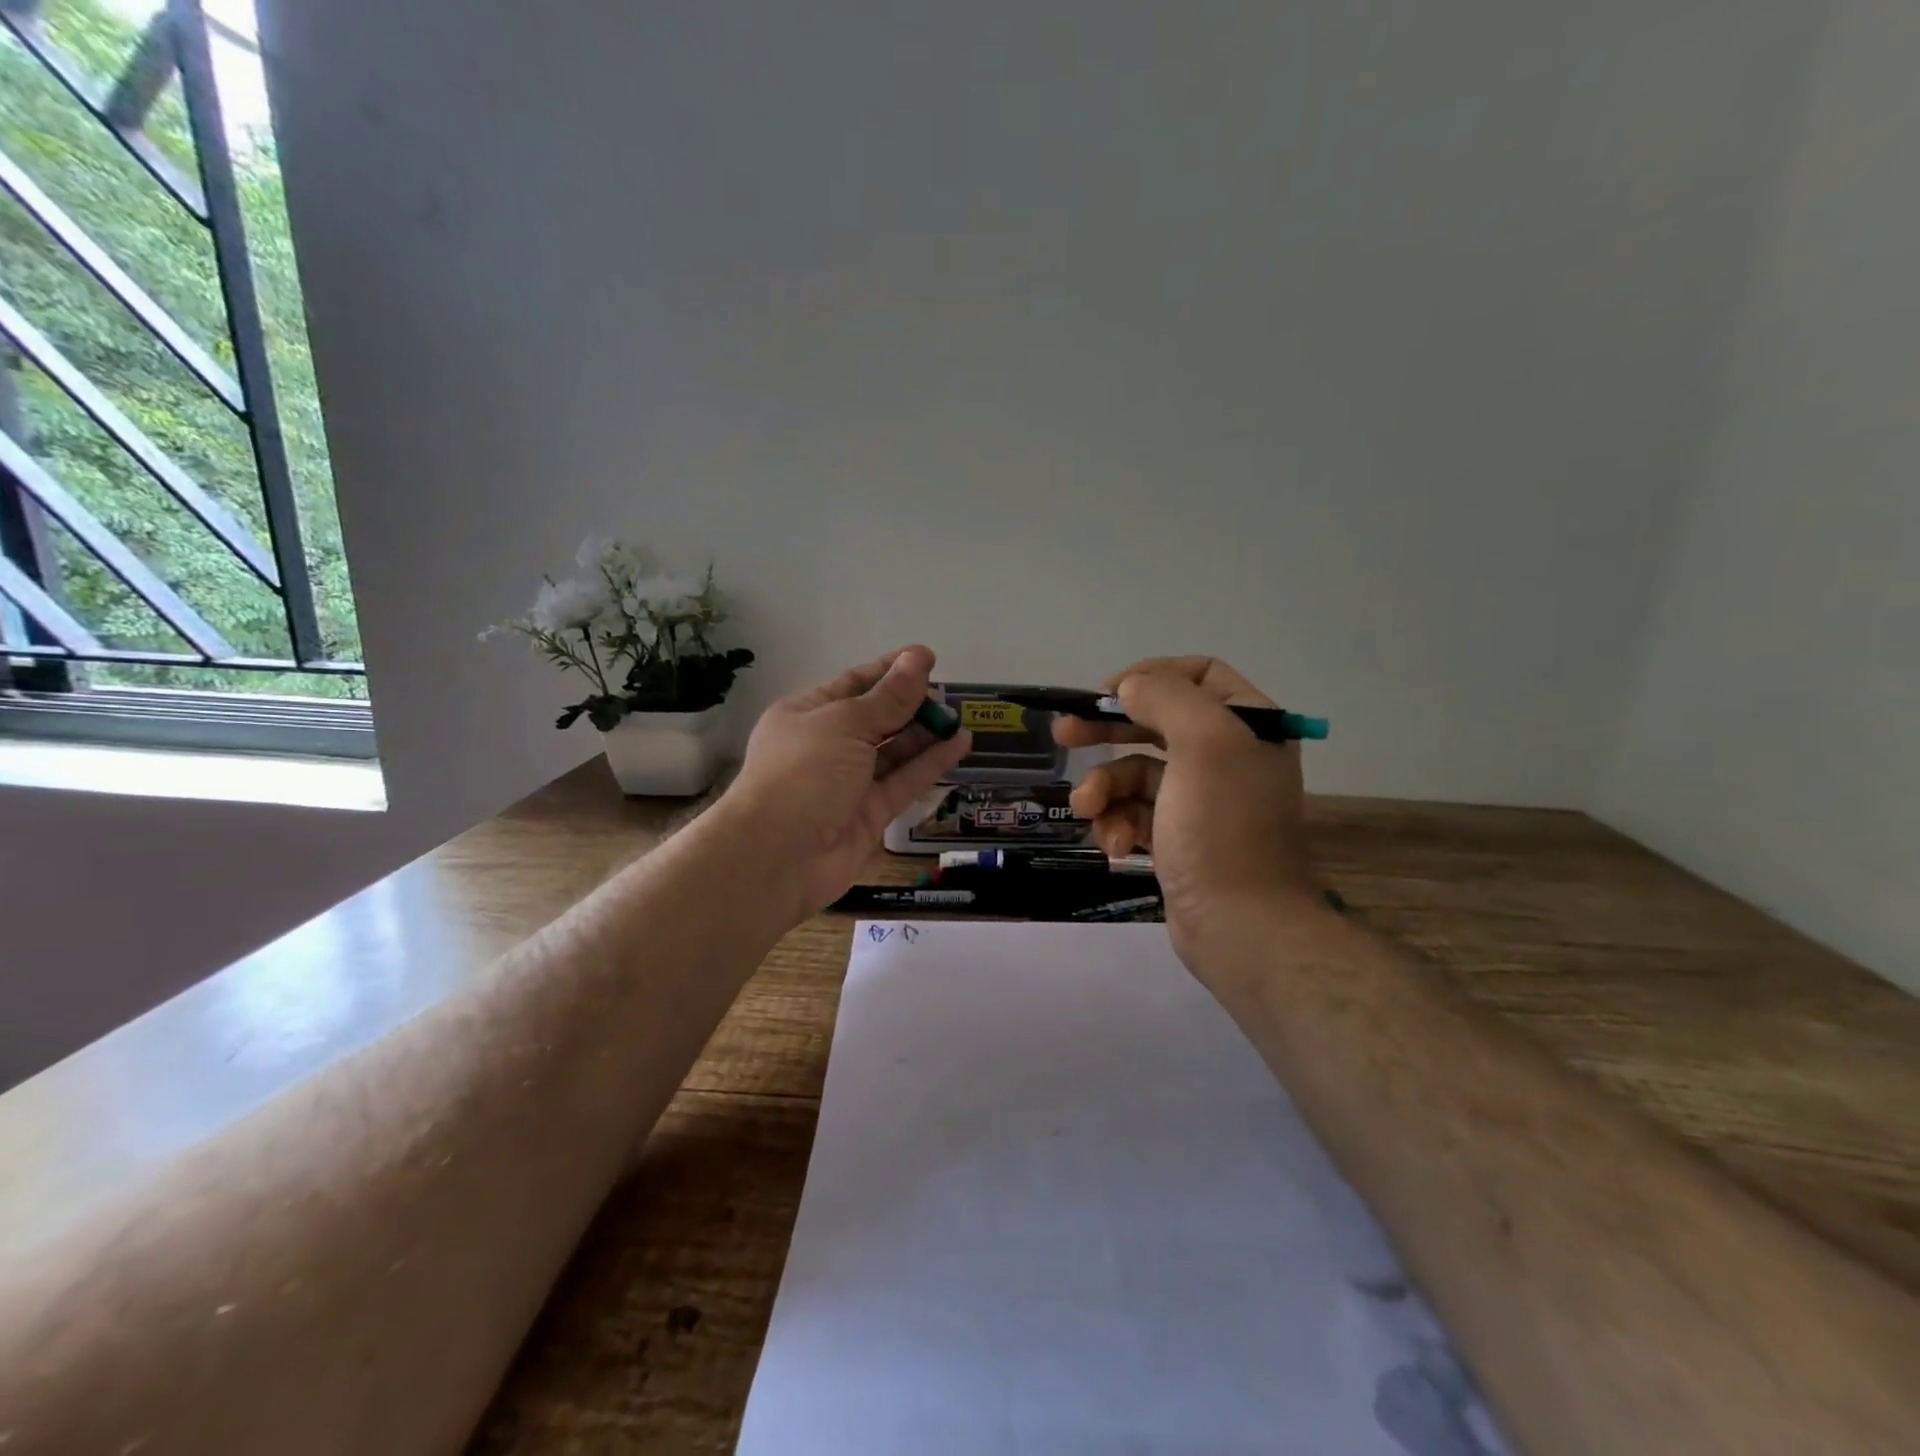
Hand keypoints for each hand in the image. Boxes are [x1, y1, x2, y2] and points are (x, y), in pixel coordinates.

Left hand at [722, 645, 971, 918]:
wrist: (778, 855)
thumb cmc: (803, 772)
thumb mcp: (845, 724)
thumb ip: (889, 697)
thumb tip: (919, 658)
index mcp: (807, 714)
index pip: (854, 684)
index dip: (891, 670)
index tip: (928, 658)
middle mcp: (827, 746)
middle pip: (876, 718)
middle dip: (911, 703)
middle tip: (949, 693)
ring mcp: (849, 782)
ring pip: (894, 752)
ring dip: (925, 733)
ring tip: (958, 716)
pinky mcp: (870, 814)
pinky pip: (904, 782)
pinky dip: (931, 763)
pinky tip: (959, 744)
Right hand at [1052, 656, 1321, 957]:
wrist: (1240, 926)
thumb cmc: (1223, 828)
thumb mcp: (1203, 744)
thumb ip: (1165, 698)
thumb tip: (1129, 687)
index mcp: (1248, 726)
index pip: (1199, 675)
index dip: (1150, 676)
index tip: (1107, 693)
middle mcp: (1228, 756)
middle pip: (1157, 723)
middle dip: (1107, 731)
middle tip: (1064, 734)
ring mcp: (1201, 800)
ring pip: (1136, 774)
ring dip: (1105, 790)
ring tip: (1089, 810)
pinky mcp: (1178, 837)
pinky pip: (1135, 813)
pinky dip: (1118, 825)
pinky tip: (1118, 846)